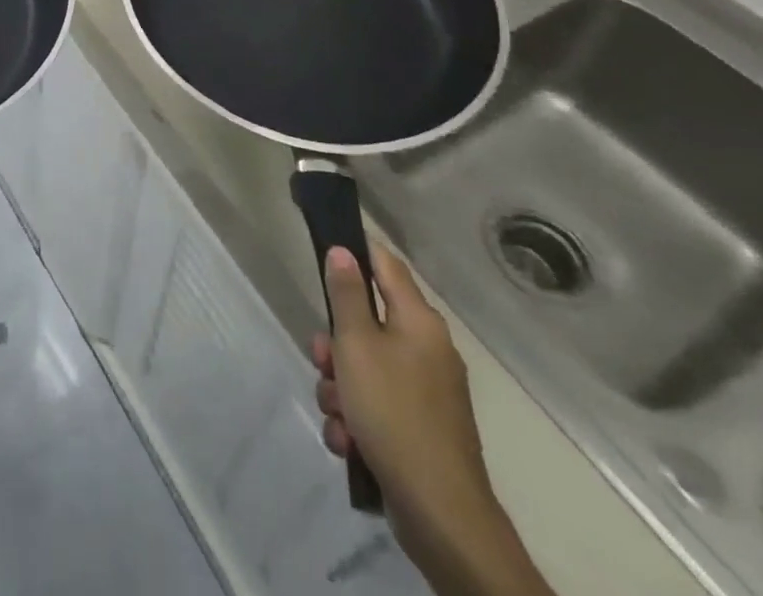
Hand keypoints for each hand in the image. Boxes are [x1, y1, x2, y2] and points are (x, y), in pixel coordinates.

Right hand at [313, 245, 552, 595]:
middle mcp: (427, 350)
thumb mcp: (356, 344)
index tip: (324, 250)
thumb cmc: (393, 412)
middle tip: (322, 360)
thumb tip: (344, 251)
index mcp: (419, 322)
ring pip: (364, 368)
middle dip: (335, 344)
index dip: (356, 251)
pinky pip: (375, 406)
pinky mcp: (419, 429)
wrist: (440, 513)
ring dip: (340, 388)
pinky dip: (356, 419)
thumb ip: (347, 295)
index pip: (386, 265)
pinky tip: (348, 441)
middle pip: (366, 322)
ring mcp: (426, 393)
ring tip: (337, 414)